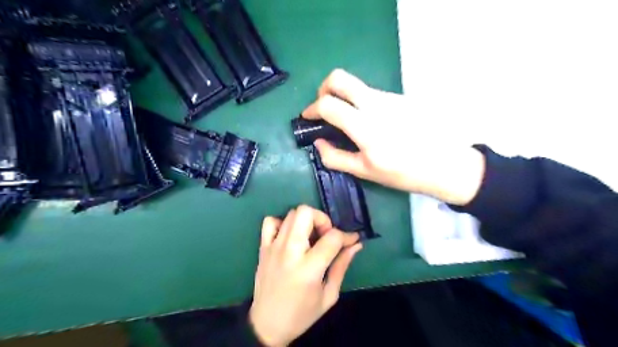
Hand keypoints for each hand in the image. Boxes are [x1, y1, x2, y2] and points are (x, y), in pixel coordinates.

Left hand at [247, 205, 363, 345]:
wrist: (267, 325)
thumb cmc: (302, 314)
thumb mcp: (329, 295)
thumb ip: (342, 266)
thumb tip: (356, 244)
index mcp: (309, 268)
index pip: (332, 237)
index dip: (347, 236)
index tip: (352, 240)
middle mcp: (289, 251)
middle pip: (306, 213)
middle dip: (322, 219)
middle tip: (326, 236)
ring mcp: (273, 247)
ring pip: (291, 213)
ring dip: (306, 221)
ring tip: (310, 238)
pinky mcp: (263, 247)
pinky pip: (270, 221)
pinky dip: (283, 223)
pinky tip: (290, 237)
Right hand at [304, 69, 487, 205]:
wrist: (445, 164)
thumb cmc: (403, 173)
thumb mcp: (365, 171)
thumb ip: (336, 157)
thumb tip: (318, 143)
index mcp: (364, 126)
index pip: (328, 104)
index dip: (311, 109)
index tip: (308, 117)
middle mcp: (375, 104)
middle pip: (339, 78)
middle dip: (324, 89)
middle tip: (325, 108)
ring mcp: (389, 97)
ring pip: (357, 86)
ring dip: (345, 98)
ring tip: (350, 122)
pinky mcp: (400, 97)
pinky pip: (372, 94)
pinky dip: (362, 103)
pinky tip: (371, 123)